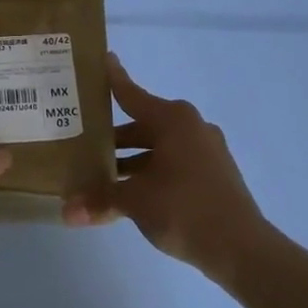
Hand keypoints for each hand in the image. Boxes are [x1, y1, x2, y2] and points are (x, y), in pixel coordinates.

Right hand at [65, 54, 267, 275]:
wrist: (242, 249)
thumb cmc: (184, 209)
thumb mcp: (134, 201)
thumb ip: (99, 199)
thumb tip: (65, 211)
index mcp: (172, 120)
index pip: (131, 94)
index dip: (113, 78)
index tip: (101, 58)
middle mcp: (190, 127)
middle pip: (141, 124)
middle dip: (111, 135)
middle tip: (79, 138)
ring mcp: (204, 151)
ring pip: (155, 147)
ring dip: (128, 159)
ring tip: (96, 172)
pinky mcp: (211, 174)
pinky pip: (170, 163)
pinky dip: (148, 171)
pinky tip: (127, 191)